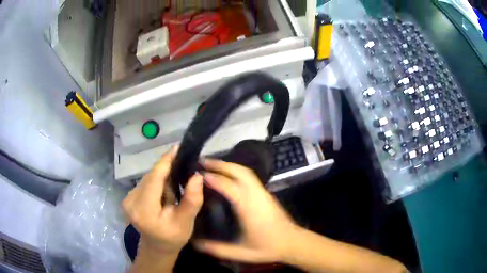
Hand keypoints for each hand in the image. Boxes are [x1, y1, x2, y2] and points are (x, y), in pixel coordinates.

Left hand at [123, 147, 203, 255]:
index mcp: (144, 210)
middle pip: (150, 177)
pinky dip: (156, 182)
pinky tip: (164, 192)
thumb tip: (197, 176)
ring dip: (162, 178)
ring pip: (148, 178)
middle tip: (184, 171)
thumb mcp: (186, 222)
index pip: (154, 179)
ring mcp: (127, 199)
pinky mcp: (128, 197)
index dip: (165, 162)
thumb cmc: (173, 237)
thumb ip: (191, 200)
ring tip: (174, 188)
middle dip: (166, 171)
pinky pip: (145, 182)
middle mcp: (130, 201)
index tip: (177, 148)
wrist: (157, 246)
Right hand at [194, 159, 299, 263]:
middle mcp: (256, 195)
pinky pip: (249, 176)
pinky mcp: (266, 194)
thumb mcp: (242, 253)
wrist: (293, 242)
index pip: (230, 186)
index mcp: (249, 208)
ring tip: (211, 165)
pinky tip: (227, 175)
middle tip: (202, 162)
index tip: (198, 175)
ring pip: (245, 171)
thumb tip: (196, 243)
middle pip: (239, 171)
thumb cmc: (268, 247)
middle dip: (220, 164)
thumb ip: (218, 249)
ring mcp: (263, 192)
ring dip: (228, 165)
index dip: (213, 178)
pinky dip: (235, 170)